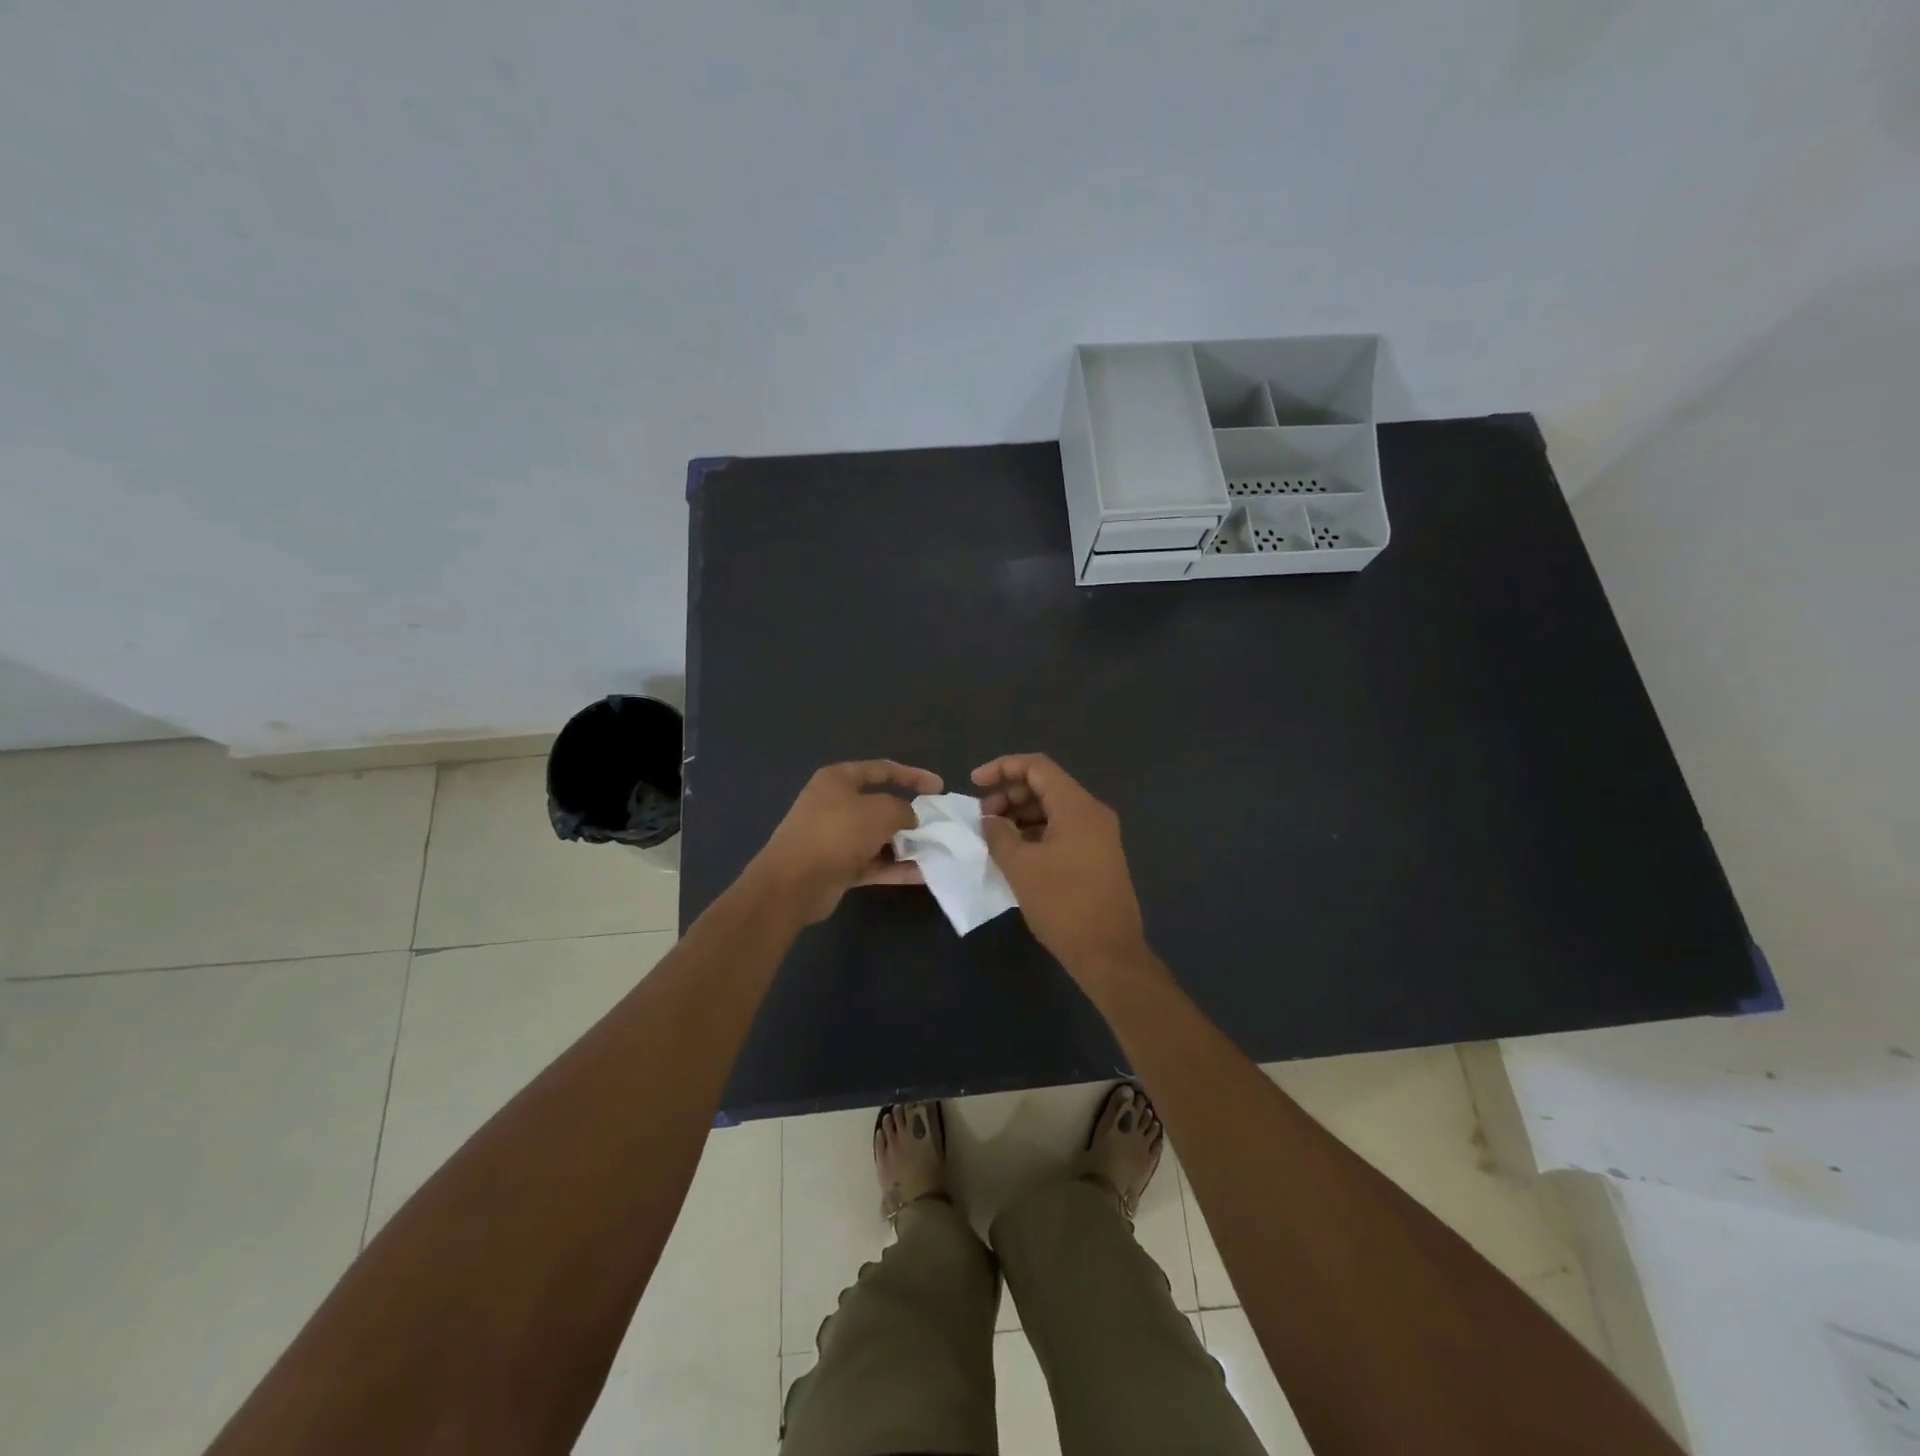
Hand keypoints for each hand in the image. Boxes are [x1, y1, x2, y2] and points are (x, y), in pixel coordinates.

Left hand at [751, 760, 942, 923]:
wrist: (793, 883)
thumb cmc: (837, 833)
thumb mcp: (880, 812)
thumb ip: (903, 809)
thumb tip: (911, 817)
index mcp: (838, 780)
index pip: (882, 770)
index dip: (913, 776)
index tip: (939, 788)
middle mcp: (835, 804)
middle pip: (880, 805)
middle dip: (910, 815)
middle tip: (937, 823)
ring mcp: (835, 837)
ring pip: (878, 837)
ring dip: (905, 844)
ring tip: (935, 850)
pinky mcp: (838, 867)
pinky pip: (873, 863)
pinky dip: (896, 867)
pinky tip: (923, 874)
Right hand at [973, 754, 1150, 979]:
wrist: (1109, 953)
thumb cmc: (1063, 904)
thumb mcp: (1020, 866)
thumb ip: (999, 834)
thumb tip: (990, 820)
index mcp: (1077, 806)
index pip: (1037, 766)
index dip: (1002, 768)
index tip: (974, 783)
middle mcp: (1092, 813)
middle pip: (1046, 785)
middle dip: (1009, 794)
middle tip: (982, 817)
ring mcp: (1099, 836)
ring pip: (1054, 809)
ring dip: (1021, 815)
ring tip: (994, 836)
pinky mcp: (1098, 856)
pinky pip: (1063, 830)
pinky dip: (1036, 832)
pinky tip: (1015, 852)